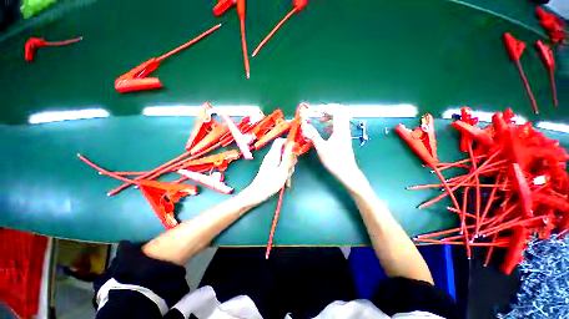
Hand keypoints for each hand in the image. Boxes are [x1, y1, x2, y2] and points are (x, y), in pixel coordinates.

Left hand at [241, 138, 296, 203]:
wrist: (258, 193)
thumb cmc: (271, 183)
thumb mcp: (283, 170)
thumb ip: (288, 157)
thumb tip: (293, 144)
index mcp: (273, 154)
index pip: (280, 141)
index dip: (288, 142)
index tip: (295, 151)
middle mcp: (271, 156)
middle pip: (283, 151)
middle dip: (290, 159)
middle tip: (290, 168)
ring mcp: (271, 162)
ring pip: (283, 159)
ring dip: (288, 167)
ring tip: (286, 176)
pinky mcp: (271, 168)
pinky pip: (280, 165)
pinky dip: (284, 171)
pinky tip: (285, 180)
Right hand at [302, 106, 365, 190]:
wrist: (346, 171)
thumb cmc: (334, 160)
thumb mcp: (322, 148)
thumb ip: (313, 136)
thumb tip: (305, 127)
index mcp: (340, 129)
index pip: (335, 111)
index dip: (325, 108)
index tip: (315, 110)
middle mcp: (344, 128)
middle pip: (340, 112)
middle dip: (328, 110)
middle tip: (318, 113)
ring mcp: (345, 133)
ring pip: (340, 118)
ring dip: (330, 115)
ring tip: (319, 118)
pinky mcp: (344, 137)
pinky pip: (339, 124)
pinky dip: (331, 122)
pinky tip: (324, 127)